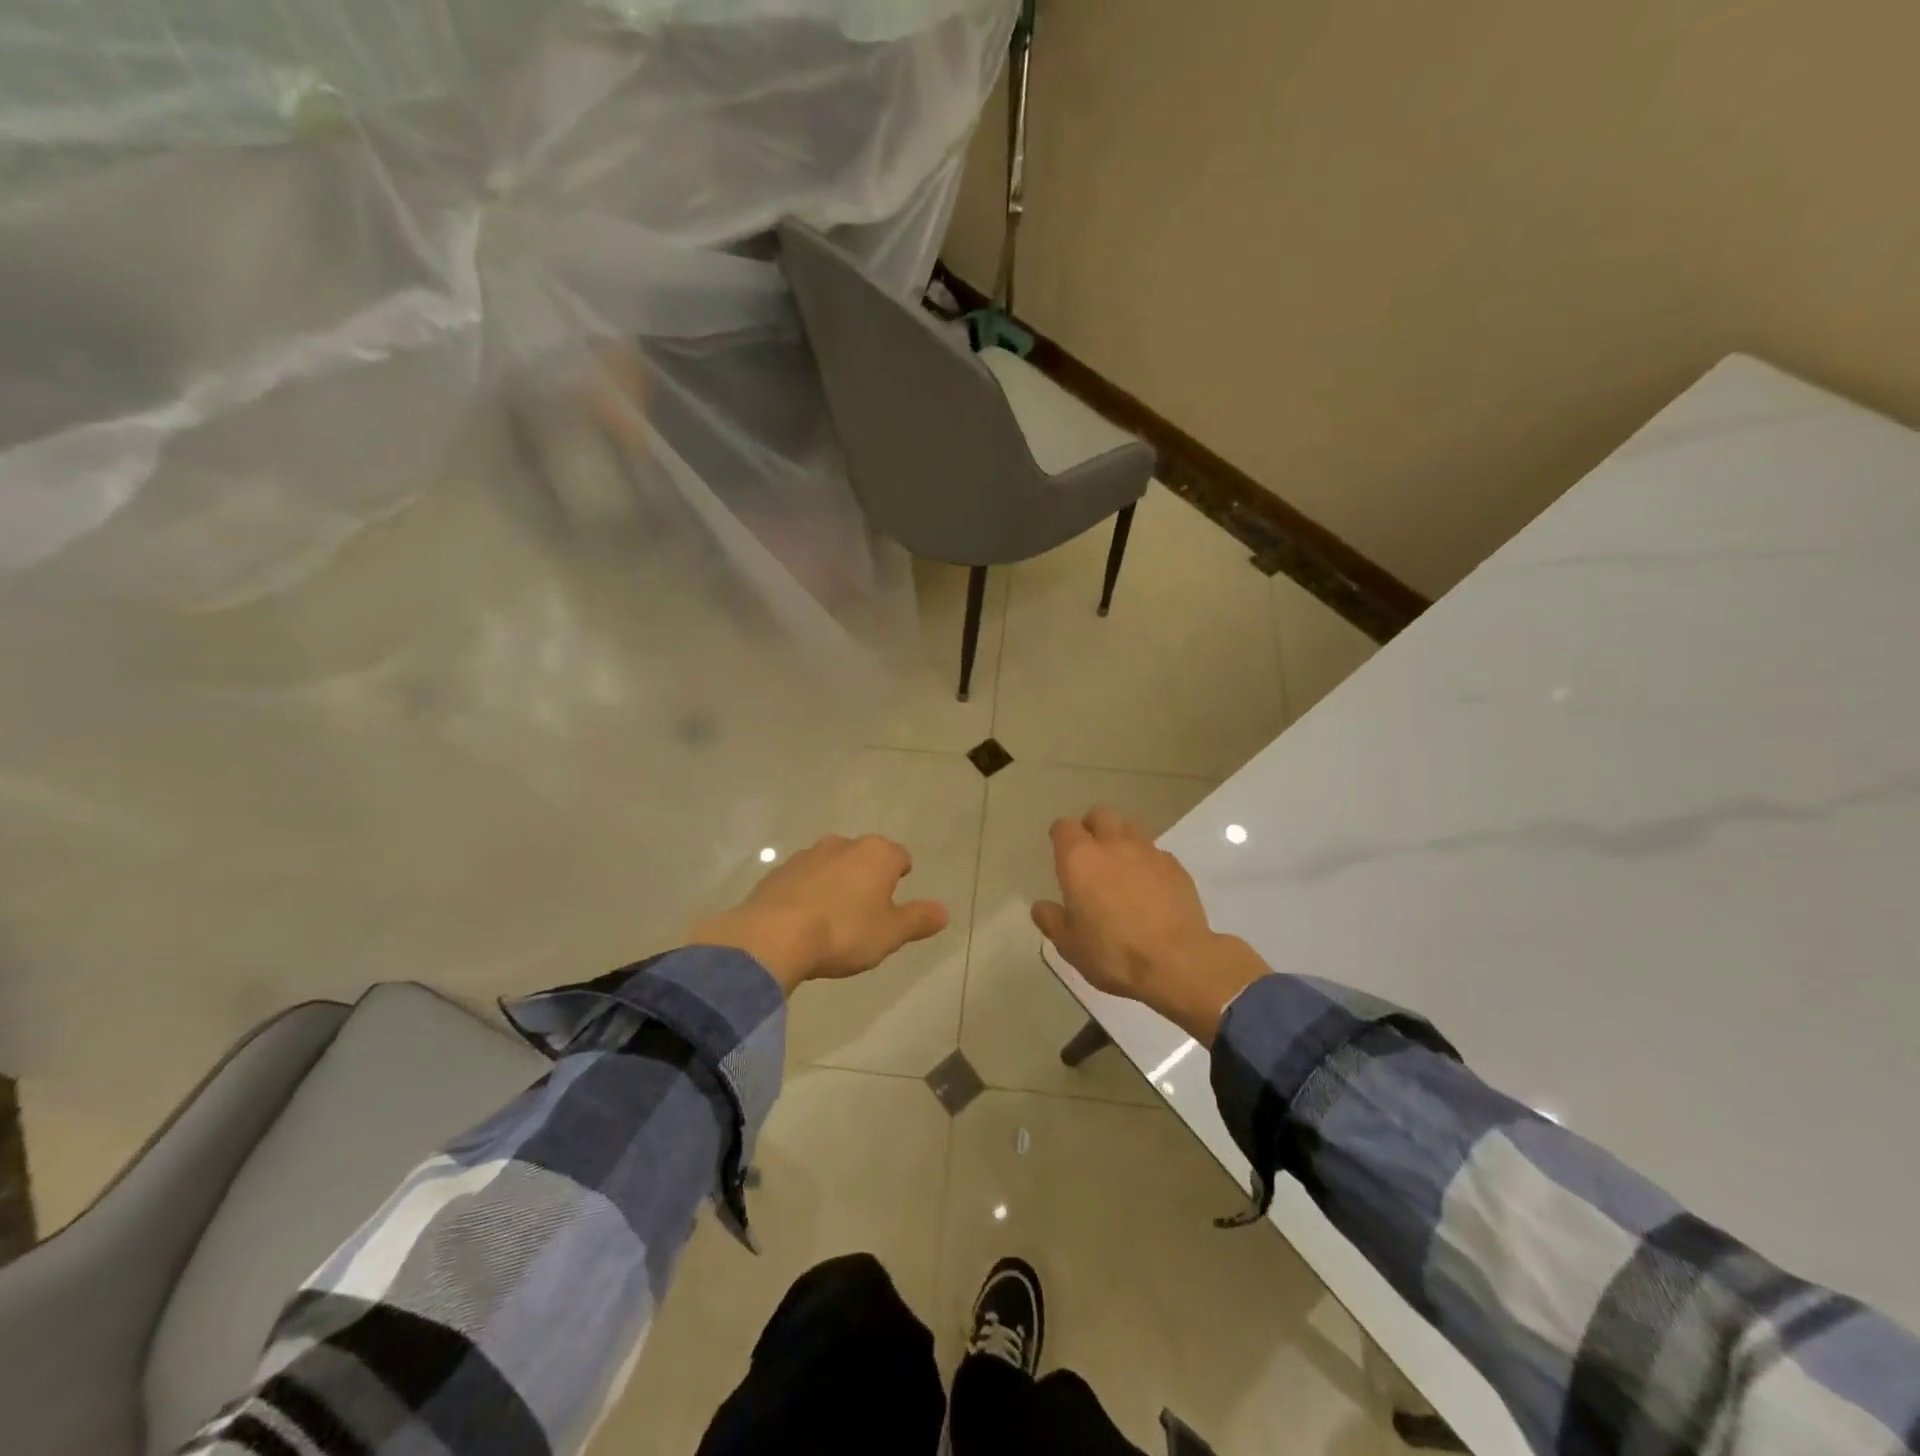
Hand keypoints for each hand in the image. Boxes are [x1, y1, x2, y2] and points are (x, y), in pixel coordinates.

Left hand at [690, 835, 948, 995]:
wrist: (774, 937)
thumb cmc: (844, 932)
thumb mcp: (890, 933)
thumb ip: (918, 919)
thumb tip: (944, 911)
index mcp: (876, 854)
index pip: (900, 856)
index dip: (901, 875)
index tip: (896, 897)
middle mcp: (843, 845)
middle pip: (864, 857)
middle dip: (867, 878)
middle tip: (866, 912)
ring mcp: (806, 855)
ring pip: (831, 866)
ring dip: (835, 884)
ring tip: (832, 919)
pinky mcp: (777, 872)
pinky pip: (802, 880)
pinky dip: (807, 894)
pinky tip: (803, 922)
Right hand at [1031, 808, 1269, 1044]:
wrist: (1177, 962)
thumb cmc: (1113, 952)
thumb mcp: (1070, 945)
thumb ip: (1052, 920)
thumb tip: (1042, 907)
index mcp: (1080, 859)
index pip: (1064, 827)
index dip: (1060, 837)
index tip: (1061, 852)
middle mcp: (1113, 844)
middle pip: (1101, 815)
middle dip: (1093, 827)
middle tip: (1091, 854)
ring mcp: (1149, 852)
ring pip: (1131, 827)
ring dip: (1122, 839)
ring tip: (1121, 866)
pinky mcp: (1175, 866)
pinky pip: (1156, 852)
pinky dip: (1148, 862)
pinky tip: (1150, 887)